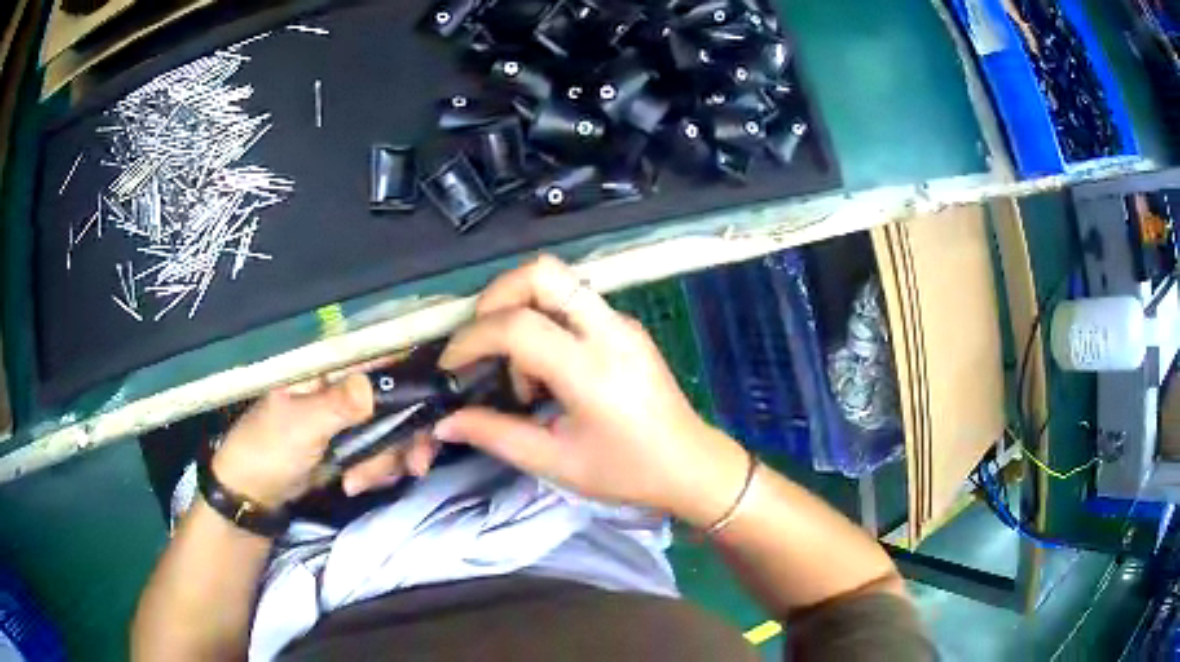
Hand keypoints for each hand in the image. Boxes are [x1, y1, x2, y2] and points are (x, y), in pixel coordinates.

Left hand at [211, 371, 440, 507]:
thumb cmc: (269, 447)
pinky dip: (378, 471)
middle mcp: (346, 384)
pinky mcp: (354, 444)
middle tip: (415, 465)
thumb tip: (374, 384)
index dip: (413, 373)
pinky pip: (383, 452)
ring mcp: (351, 416)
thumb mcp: (301, 425)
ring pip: (395, 429)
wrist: (255, 492)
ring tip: (361, 482)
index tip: (437, 405)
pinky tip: (357, 483)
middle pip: (398, 398)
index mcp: (329, 367)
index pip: (381, 355)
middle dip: (408, 435)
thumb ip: (339, 405)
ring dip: (389, 460)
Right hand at [434, 255, 748, 522]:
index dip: (472, 339)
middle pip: (541, 273)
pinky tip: (547, 372)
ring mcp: (622, 322)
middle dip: (496, 296)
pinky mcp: (627, 326)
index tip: (452, 366)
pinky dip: (544, 322)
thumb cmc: (627, 471)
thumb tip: (445, 421)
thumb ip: (495, 435)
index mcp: (591, 370)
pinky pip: (574, 303)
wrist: (691, 465)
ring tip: (520, 374)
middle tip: (480, 342)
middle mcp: (609, 331)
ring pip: (558, 282)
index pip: (517, 326)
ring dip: (521, 310)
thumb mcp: (556, 461)